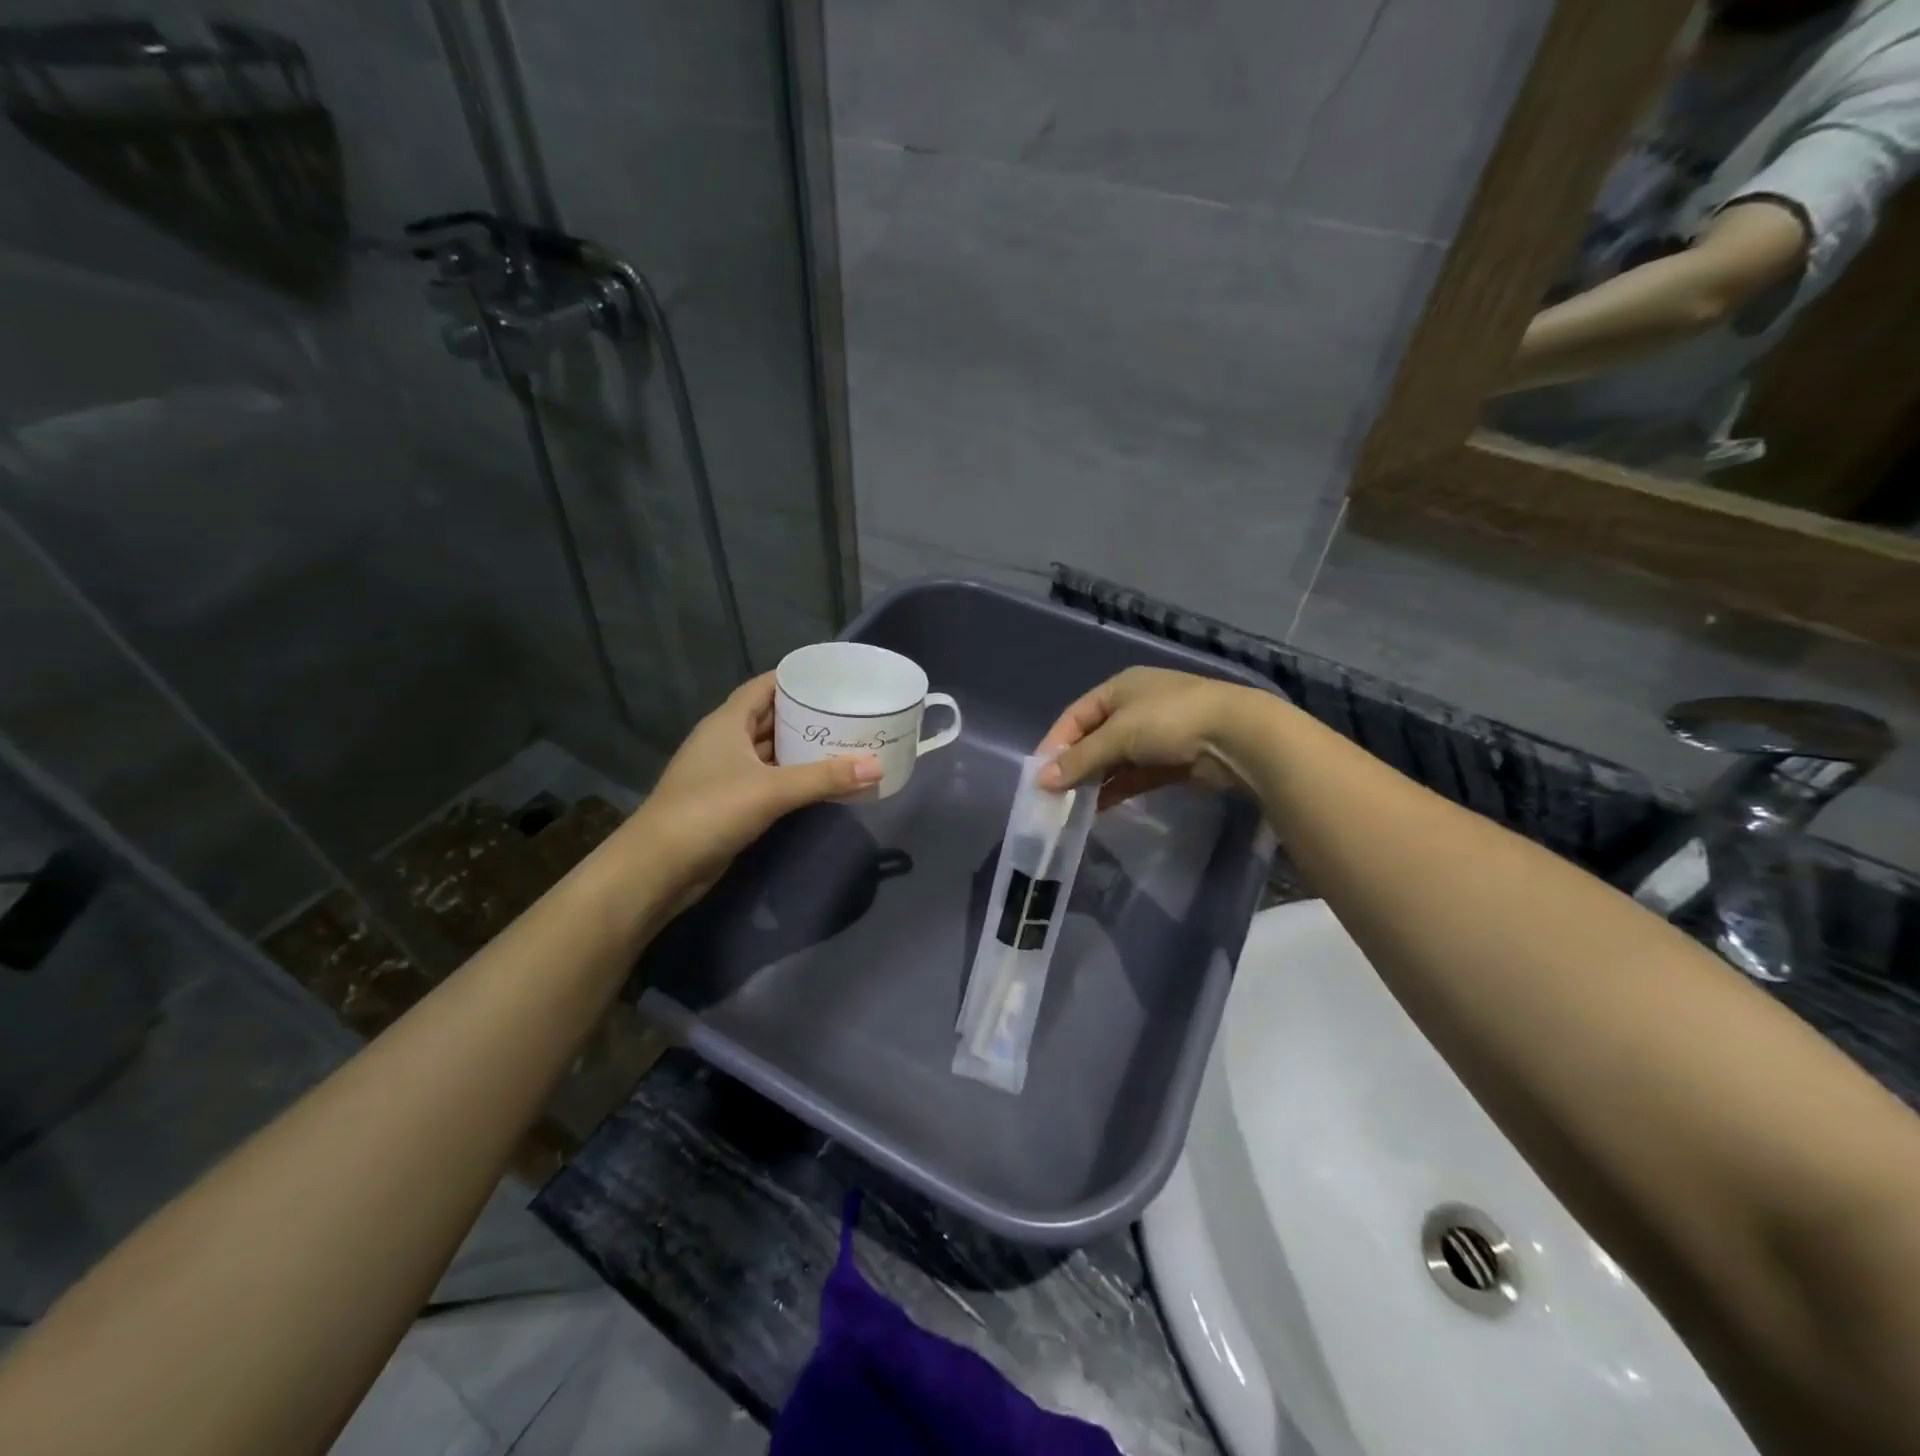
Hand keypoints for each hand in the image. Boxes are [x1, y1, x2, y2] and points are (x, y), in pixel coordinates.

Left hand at [620, 673, 880, 910]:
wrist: (658, 867)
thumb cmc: (710, 811)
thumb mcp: (771, 790)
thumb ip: (824, 778)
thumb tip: (876, 767)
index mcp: (728, 722)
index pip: (764, 686)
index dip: (796, 679)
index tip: (833, 679)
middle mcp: (725, 741)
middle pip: (770, 718)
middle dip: (806, 716)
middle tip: (849, 714)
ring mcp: (724, 773)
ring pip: (769, 751)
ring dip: (800, 749)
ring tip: (842, 743)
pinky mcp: (728, 802)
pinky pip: (767, 779)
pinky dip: (791, 777)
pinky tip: (819, 782)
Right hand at [1037, 667, 1262, 806]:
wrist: (1236, 736)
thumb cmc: (1169, 721)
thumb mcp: (1118, 735)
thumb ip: (1080, 759)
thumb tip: (1042, 781)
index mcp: (1119, 688)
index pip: (1075, 716)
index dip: (1055, 743)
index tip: (1038, 774)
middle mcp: (1135, 707)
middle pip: (1093, 739)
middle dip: (1073, 765)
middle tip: (1053, 795)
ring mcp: (1155, 735)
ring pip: (1114, 760)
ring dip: (1094, 781)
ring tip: (1072, 806)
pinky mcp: (1171, 761)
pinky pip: (1134, 776)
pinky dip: (1117, 790)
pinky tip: (1099, 808)